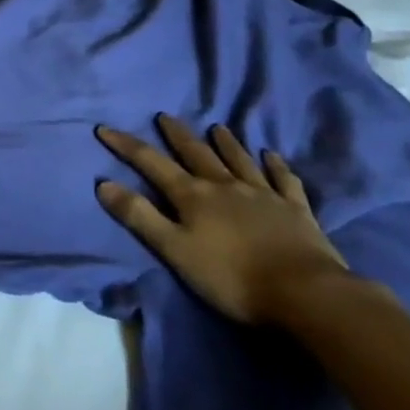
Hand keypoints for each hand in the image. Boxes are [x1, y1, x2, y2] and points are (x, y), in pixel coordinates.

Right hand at [97, 115, 349, 325]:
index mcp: (193, 196)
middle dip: (177, 134)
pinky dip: (276, 166)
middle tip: (164, 116)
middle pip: (196, 153)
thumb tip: (104, 183)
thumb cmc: (232, 277)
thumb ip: (140, 217)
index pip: (151, 163)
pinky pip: (284, 180)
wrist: (305, 293)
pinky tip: (272, 156)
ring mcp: (263, 194)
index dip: (126, 145)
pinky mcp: (296, 210)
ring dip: (226, 143)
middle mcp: (224, 185)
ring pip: (239, 160)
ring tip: (217, 127)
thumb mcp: (175, 251)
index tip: (105, 128)